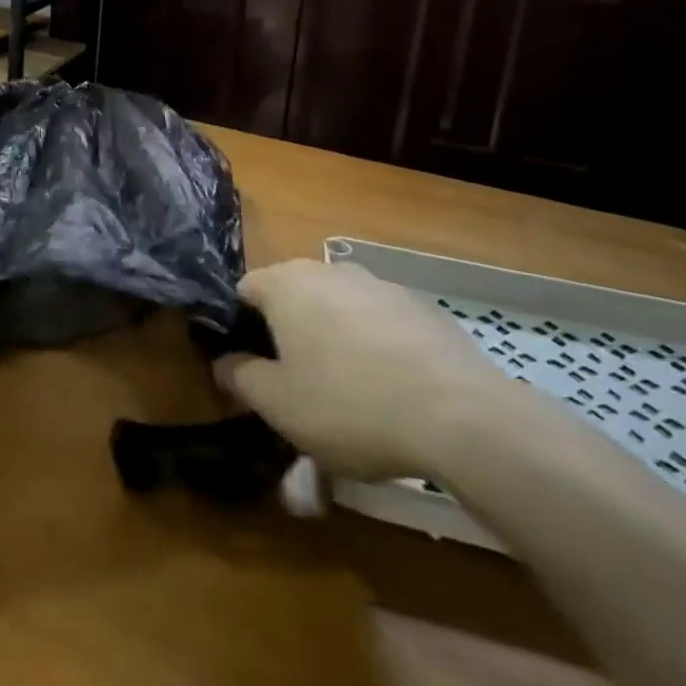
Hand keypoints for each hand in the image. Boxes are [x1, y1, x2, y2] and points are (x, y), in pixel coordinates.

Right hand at [216, 259, 507, 482]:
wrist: (460, 416)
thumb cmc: (349, 405)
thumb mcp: (278, 405)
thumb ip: (240, 378)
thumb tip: (224, 363)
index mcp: (286, 284)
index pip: (244, 290)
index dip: (239, 327)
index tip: (249, 368)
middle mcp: (329, 270)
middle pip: (293, 297)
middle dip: (288, 334)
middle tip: (296, 386)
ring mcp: (379, 284)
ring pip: (338, 309)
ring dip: (332, 340)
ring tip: (348, 394)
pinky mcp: (421, 306)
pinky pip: (380, 322)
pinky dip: (374, 347)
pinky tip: (391, 391)